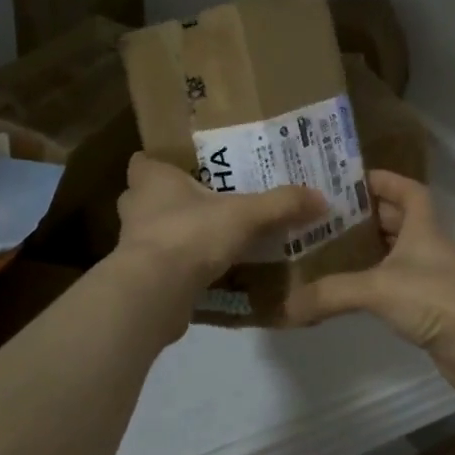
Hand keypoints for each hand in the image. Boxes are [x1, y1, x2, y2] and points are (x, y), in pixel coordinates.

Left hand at [113, 153, 326, 324]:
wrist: (154, 294)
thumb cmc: (190, 235)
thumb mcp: (245, 215)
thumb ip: (281, 205)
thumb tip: (321, 198)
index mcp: (151, 180)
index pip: (144, 161)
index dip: (161, 162)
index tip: (184, 165)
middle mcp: (136, 208)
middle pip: (148, 197)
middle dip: (173, 199)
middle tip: (207, 199)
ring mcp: (133, 246)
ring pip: (155, 232)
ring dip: (177, 234)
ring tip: (212, 236)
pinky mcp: (139, 278)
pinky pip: (162, 265)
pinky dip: (180, 267)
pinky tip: (208, 272)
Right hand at [285, 171, 454, 397]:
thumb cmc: (435, 299)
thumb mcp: (378, 288)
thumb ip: (331, 293)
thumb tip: (286, 306)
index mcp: (423, 227)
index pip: (409, 190)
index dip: (385, 179)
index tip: (352, 179)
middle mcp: (429, 246)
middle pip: (399, 219)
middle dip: (366, 215)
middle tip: (327, 216)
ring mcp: (432, 277)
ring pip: (397, 252)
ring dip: (370, 248)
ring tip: (330, 249)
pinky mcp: (431, 305)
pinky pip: (398, 282)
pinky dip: (376, 280)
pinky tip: (352, 288)